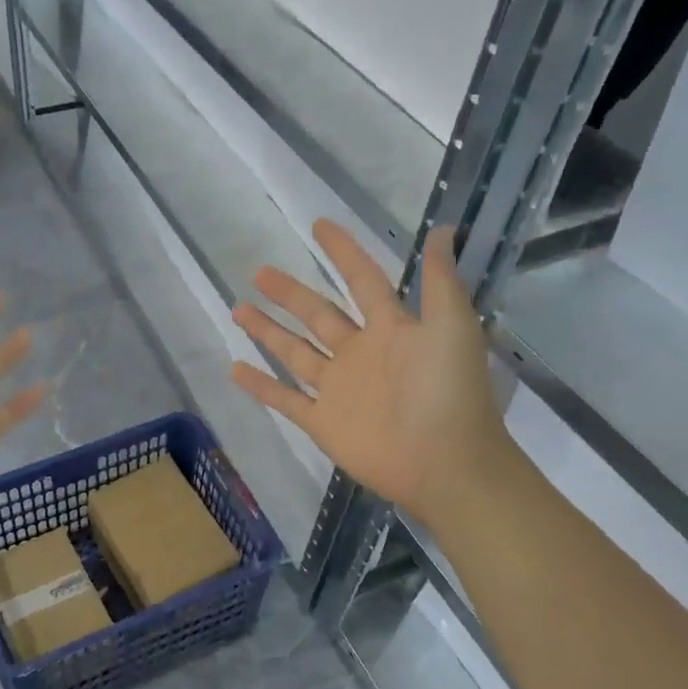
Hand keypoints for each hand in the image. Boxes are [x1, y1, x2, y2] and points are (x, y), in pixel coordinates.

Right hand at [230, 219, 515, 519]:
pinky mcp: (322, 422)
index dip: (342, 252)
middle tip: (259, 272)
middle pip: (318, 314)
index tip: (318, 226)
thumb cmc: (449, 392)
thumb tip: (440, 228)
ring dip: (268, 331)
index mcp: (390, 328)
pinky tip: (235, 369)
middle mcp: (359, 353)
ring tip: (239, 310)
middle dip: (290, 293)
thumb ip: (439, 280)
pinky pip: (285, 399)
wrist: (445, 463)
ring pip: (295, 352)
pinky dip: (261, 386)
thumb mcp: (452, 326)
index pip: (361, 280)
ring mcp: (338, 389)